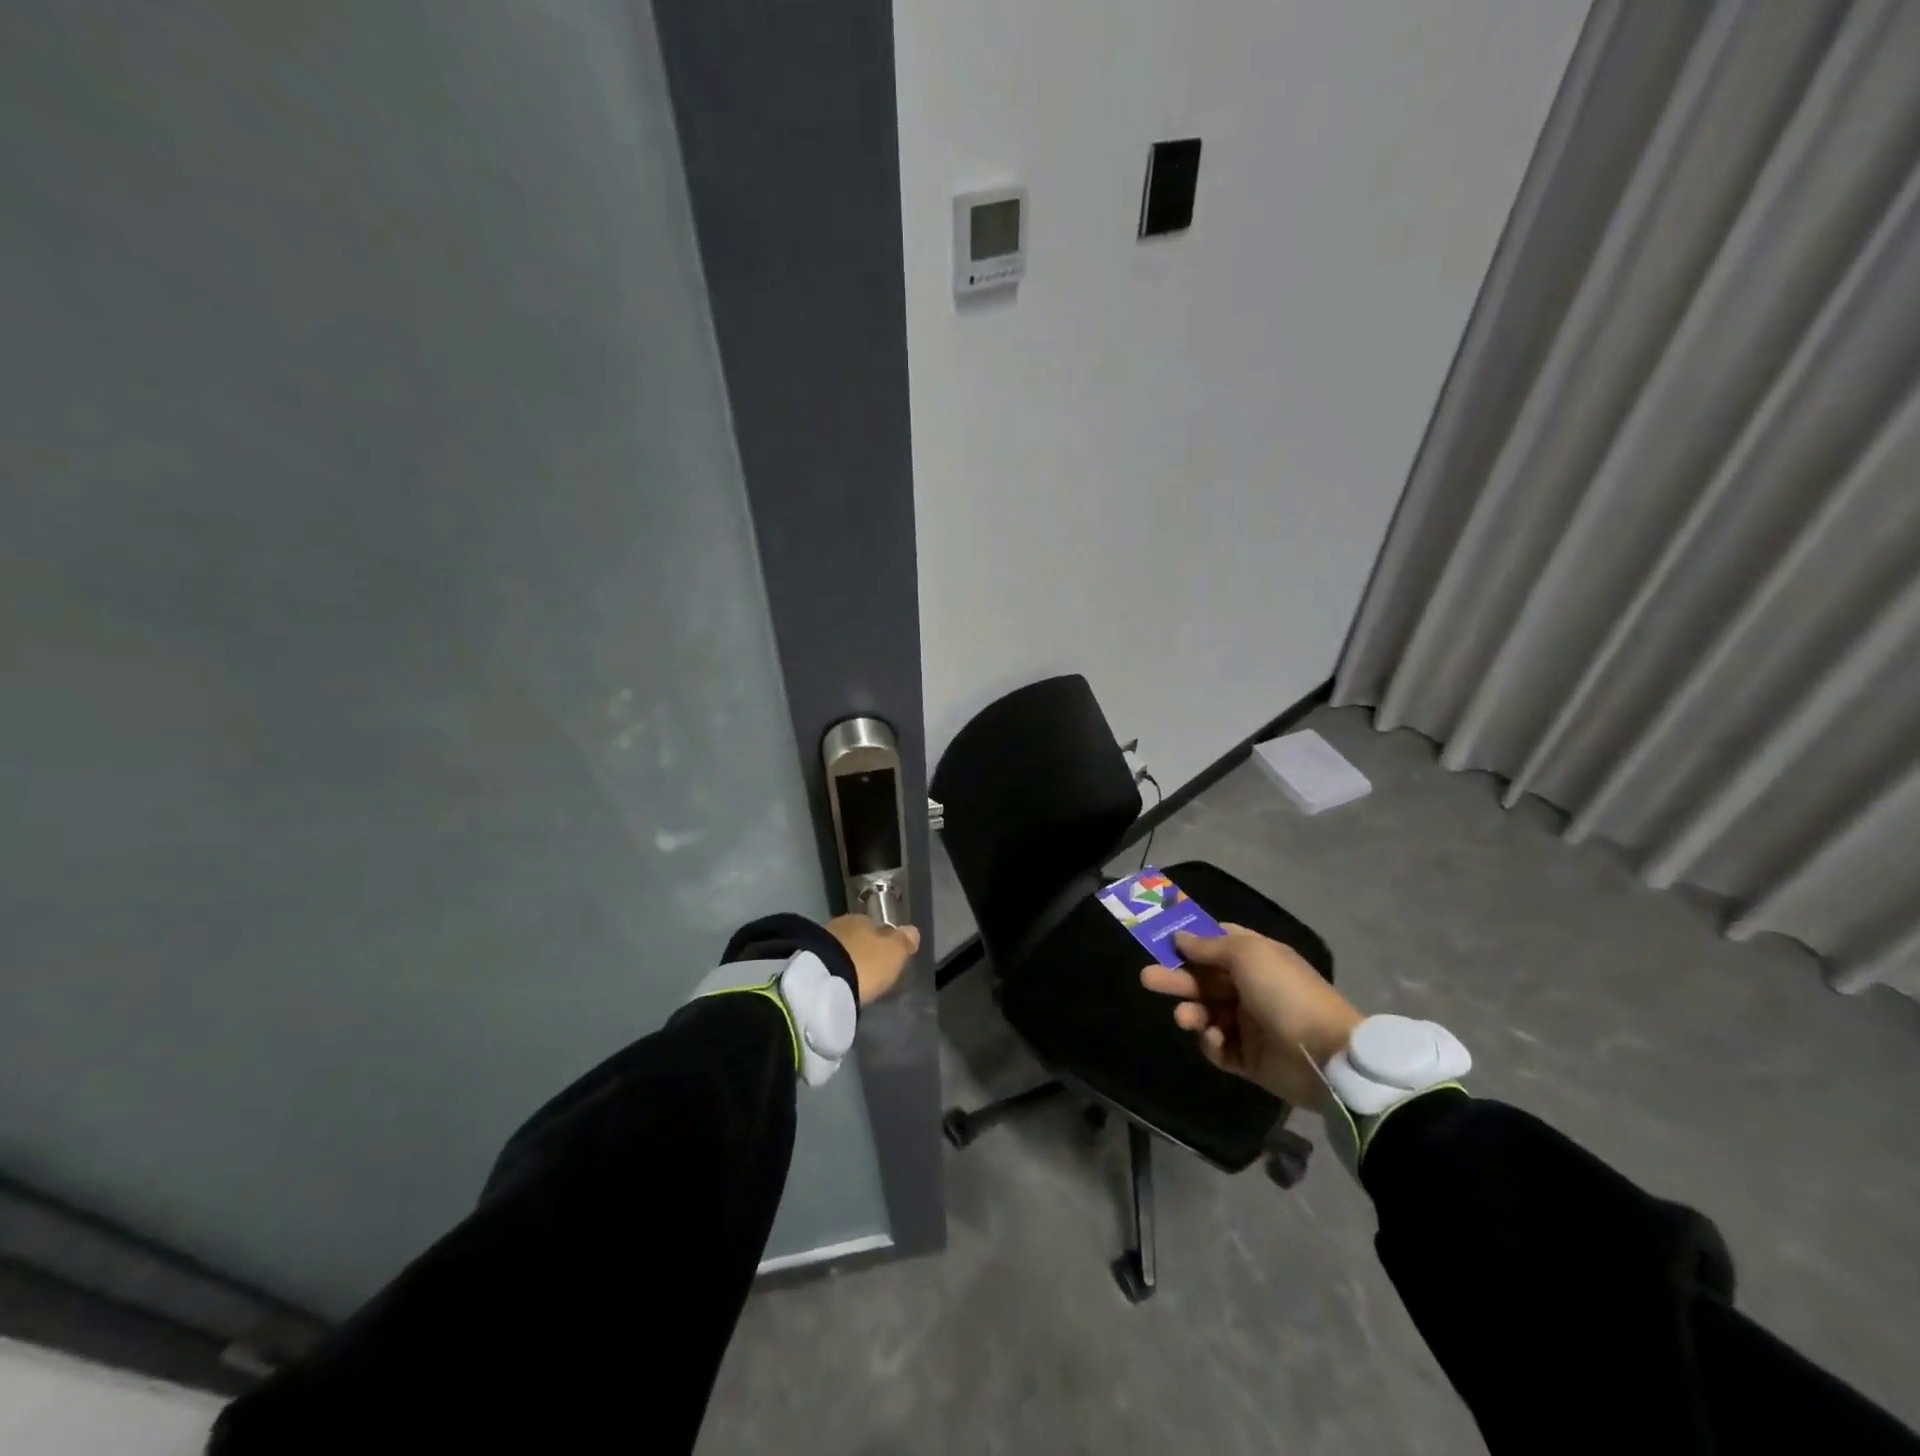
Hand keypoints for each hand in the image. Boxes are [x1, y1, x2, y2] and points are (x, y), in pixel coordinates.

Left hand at [827, 915, 919, 1005]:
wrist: (822, 981)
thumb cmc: (865, 963)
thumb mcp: (894, 953)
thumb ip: (904, 941)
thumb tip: (912, 931)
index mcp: (863, 918)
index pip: (876, 926)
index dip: (882, 941)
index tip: (885, 957)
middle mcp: (841, 924)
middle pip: (856, 936)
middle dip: (862, 950)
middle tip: (869, 969)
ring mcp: (821, 941)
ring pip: (840, 949)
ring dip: (846, 960)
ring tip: (853, 979)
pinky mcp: (806, 961)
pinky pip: (826, 963)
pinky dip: (833, 971)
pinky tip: (837, 983)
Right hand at [1139, 923, 1363, 1111]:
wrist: (1324, 1055)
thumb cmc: (1284, 993)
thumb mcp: (1247, 955)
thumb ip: (1209, 946)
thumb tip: (1180, 937)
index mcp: (1257, 959)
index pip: (1219, 943)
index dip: (1193, 941)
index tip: (1164, 942)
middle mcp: (1252, 988)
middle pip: (1205, 979)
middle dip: (1177, 977)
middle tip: (1147, 978)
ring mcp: (1250, 1025)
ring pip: (1207, 1012)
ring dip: (1191, 1012)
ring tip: (1184, 1018)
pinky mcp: (1249, 1059)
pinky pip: (1219, 1047)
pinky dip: (1212, 1042)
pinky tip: (1216, 1039)